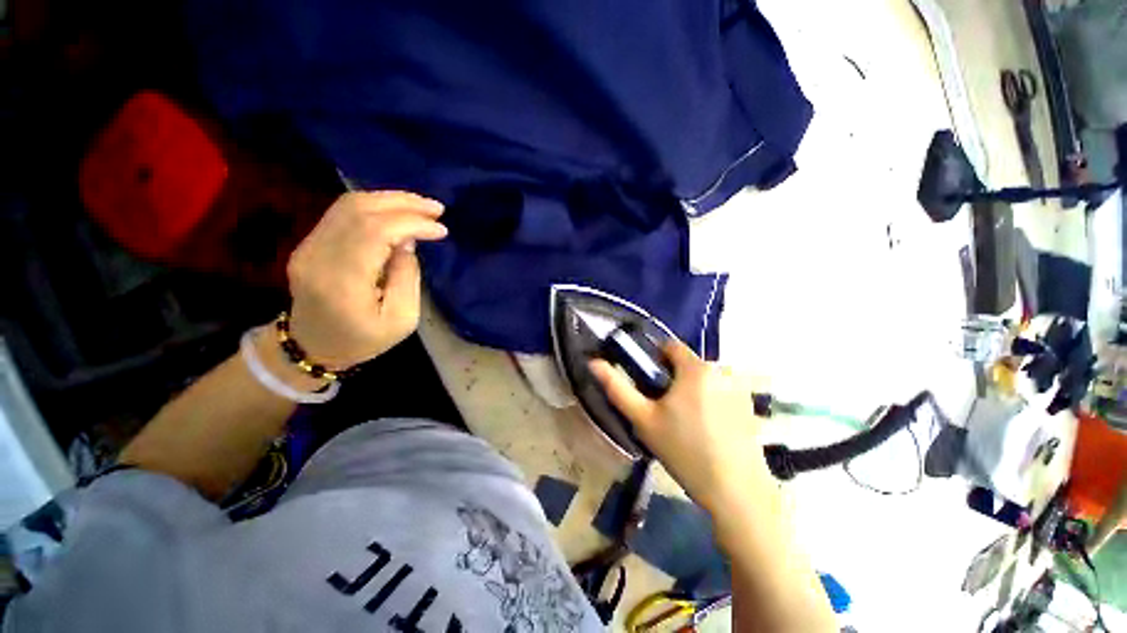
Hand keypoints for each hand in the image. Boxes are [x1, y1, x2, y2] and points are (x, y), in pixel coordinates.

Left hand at [286, 191, 446, 369]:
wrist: (312, 347)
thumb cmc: (363, 340)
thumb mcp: (401, 320)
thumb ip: (407, 277)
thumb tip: (407, 241)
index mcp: (342, 282)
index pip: (374, 232)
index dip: (411, 223)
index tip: (440, 230)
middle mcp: (318, 256)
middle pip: (359, 209)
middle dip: (403, 203)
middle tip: (436, 209)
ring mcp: (308, 246)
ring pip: (349, 204)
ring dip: (390, 200)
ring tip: (421, 207)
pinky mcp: (309, 243)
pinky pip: (343, 213)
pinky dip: (376, 207)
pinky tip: (398, 214)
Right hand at [590, 341, 774, 512]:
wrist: (736, 494)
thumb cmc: (685, 452)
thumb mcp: (643, 419)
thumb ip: (617, 388)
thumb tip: (593, 363)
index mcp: (696, 368)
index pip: (670, 346)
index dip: (654, 361)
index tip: (648, 386)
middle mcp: (722, 370)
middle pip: (686, 364)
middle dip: (671, 380)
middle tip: (663, 411)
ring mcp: (740, 389)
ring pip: (702, 380)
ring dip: (689, 392)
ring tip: (685, 424)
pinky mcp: (750, 406)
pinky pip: (719, 392)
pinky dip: (708, 402)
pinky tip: (707, 432)